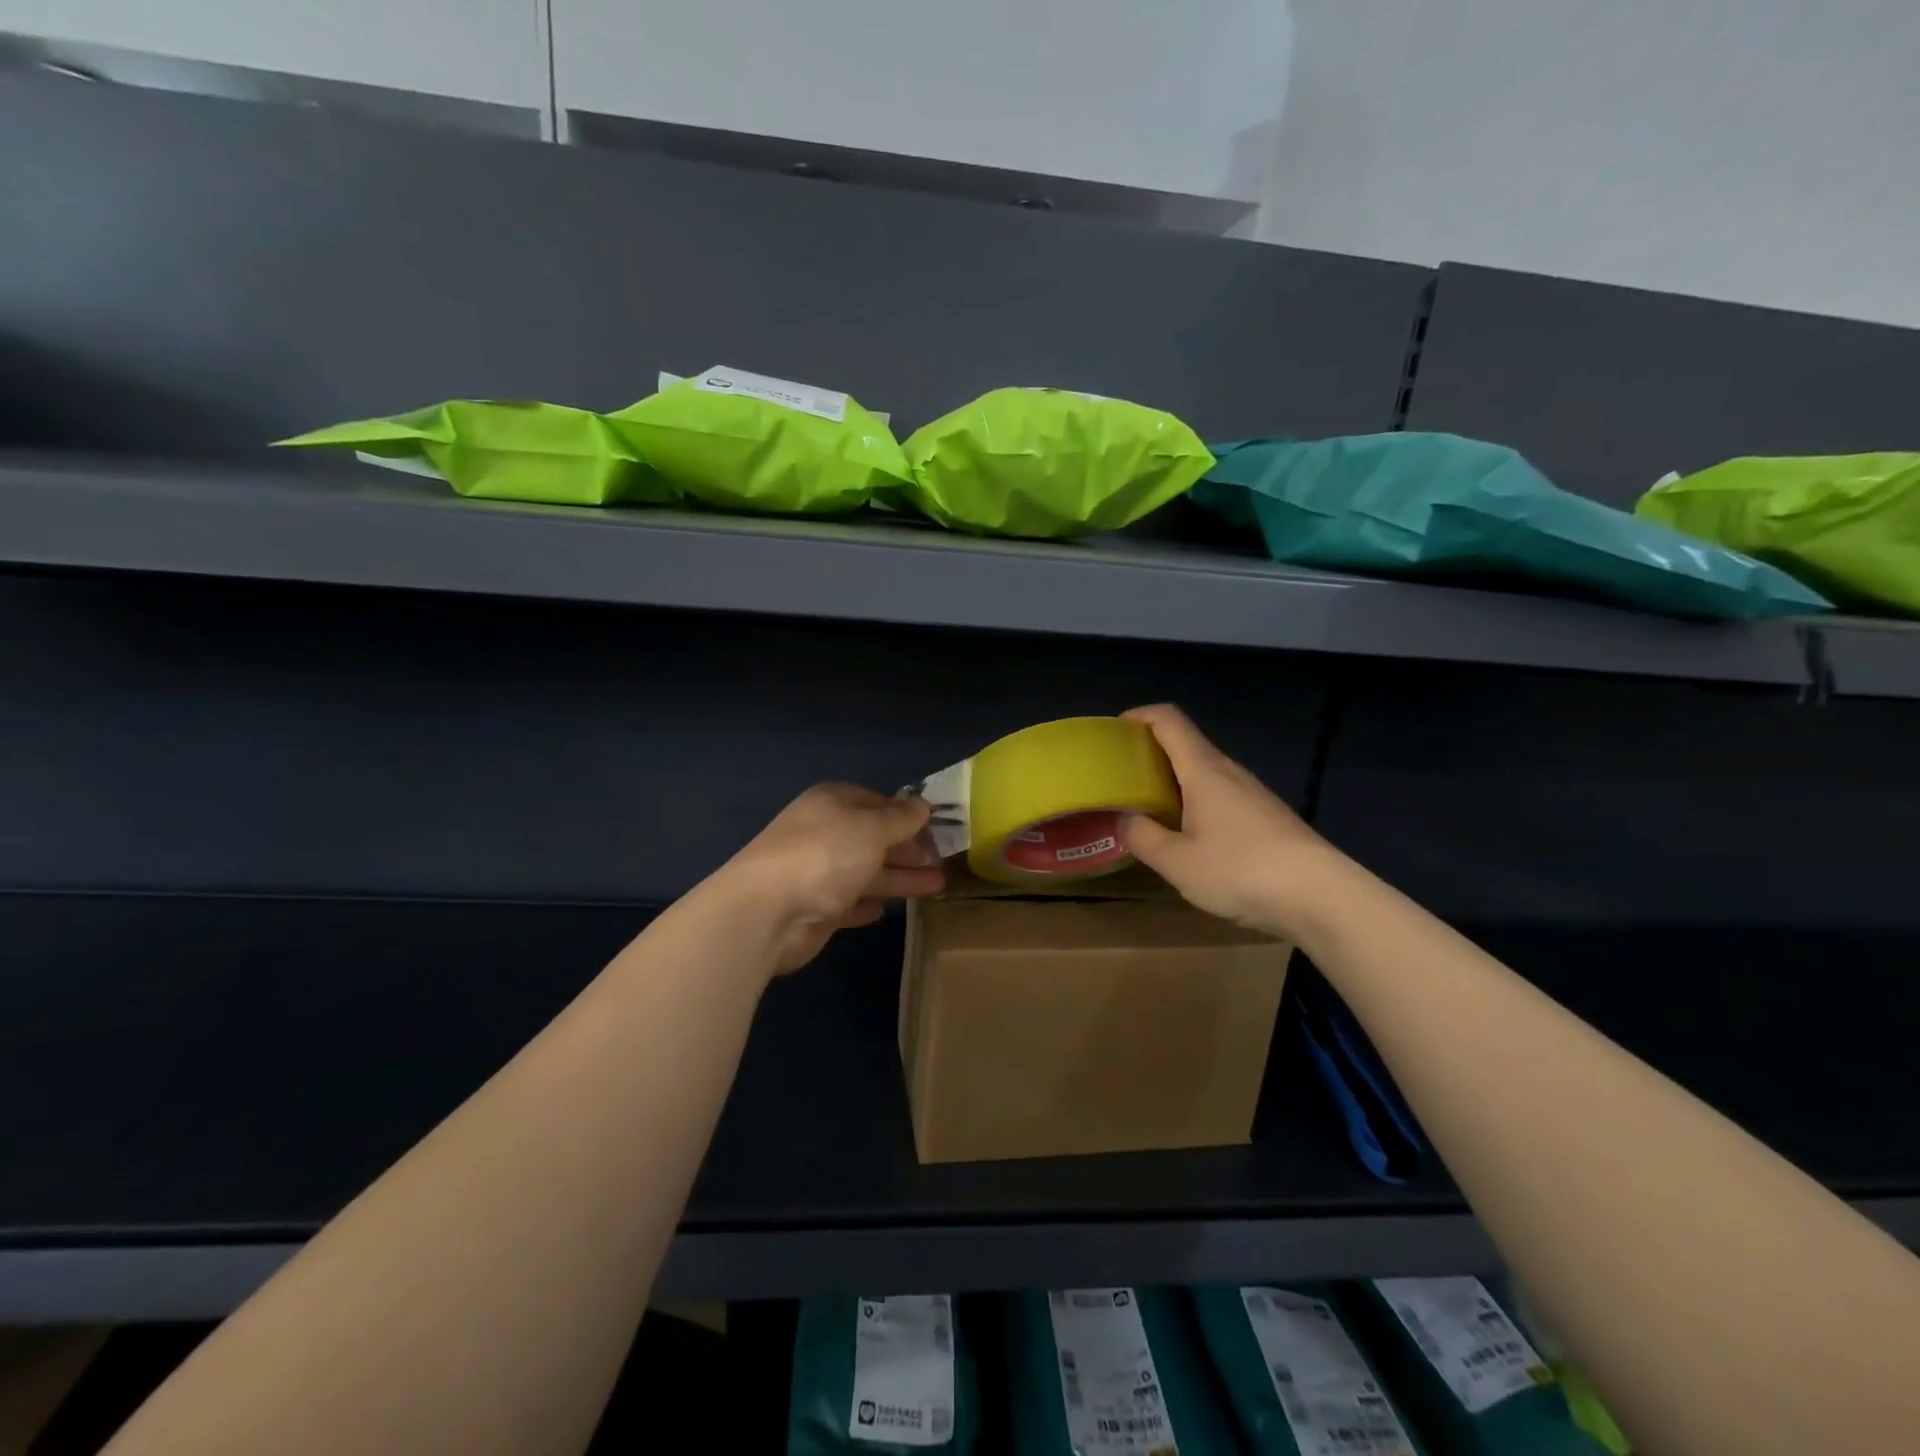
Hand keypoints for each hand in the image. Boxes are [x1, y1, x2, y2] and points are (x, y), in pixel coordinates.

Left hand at [716, 784, 944, 974]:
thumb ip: (900, 818)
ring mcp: (817, 872)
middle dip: (909, 848)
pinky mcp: (815, 908)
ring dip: (900, 877)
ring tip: (938, 885)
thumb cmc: (825, 855)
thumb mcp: (872, 828)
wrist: (767, 911)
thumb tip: (922, 804)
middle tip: (944, 860)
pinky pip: (848, 902)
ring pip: (867, 871)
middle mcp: (824, 833)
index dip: (906, 813)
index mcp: (833, 803)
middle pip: (874, 838)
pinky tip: (887, 909)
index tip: (936, 826)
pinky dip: (867, 903)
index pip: (876, 801)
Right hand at [1120, 703, 1342, 938]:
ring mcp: (1252, 794)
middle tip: (1121, 778)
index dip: (1139, 716)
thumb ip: (1143, 837)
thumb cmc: (1242, 870)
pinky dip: (1194, 801)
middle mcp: (1228, 772)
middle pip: (1185, 744)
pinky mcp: (1265, 816)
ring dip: (1172, 781)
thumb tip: (1125, 819)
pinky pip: (1220, 795)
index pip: (1169, 720)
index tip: (1114, 732)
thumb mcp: (1178, 862)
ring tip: (1148, 808)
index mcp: (1203, 770)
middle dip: (1149, 753)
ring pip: (1203, 773)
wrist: (1322, 896)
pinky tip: (1188, 835)